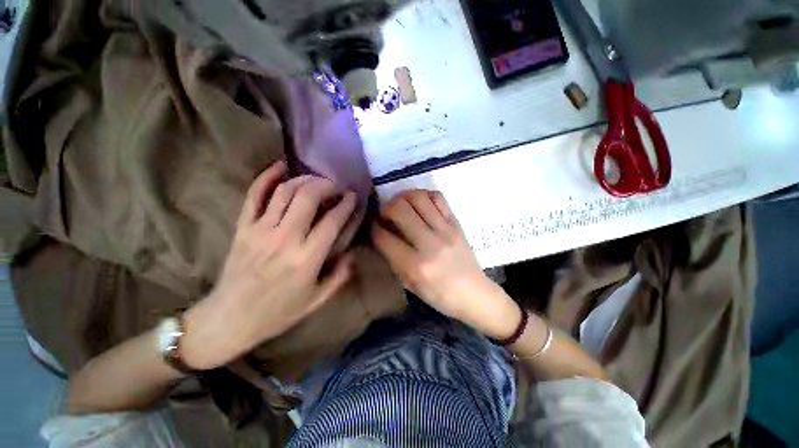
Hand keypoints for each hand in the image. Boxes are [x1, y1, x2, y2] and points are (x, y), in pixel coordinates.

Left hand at [181, 162, 356, 369]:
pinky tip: (280, 166)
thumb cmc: (278, 312)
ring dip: (304, 179)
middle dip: (326, 185)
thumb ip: (340, 275)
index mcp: (306, 258)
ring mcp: (260, 230)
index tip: (353, 196)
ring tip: (316, 179)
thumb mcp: (317, 300)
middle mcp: (285, 239)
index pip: (332, 221)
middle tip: (336, 185)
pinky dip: (267, 177)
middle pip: (308, 197)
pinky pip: (254, 195)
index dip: (346, 204)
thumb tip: (351, 253)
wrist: (230, 319)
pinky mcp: (243, 227)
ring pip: (284, 191)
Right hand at [372, 190, 519, 338]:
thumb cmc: (440, 296)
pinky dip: (424, 195)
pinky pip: (438, 198)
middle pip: (400, 209)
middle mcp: (430, 244)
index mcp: (416, 266)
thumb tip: (380, 234)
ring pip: (419, 198)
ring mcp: (446, 230)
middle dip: (386, 207)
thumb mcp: (410, 286)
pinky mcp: (457, 223)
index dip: (372, 228)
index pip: (384, 237)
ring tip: (400, 205)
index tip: (371, 225)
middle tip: (385, 213)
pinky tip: (418, 203)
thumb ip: (393, 259)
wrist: (474, 294)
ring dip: (403, 196)